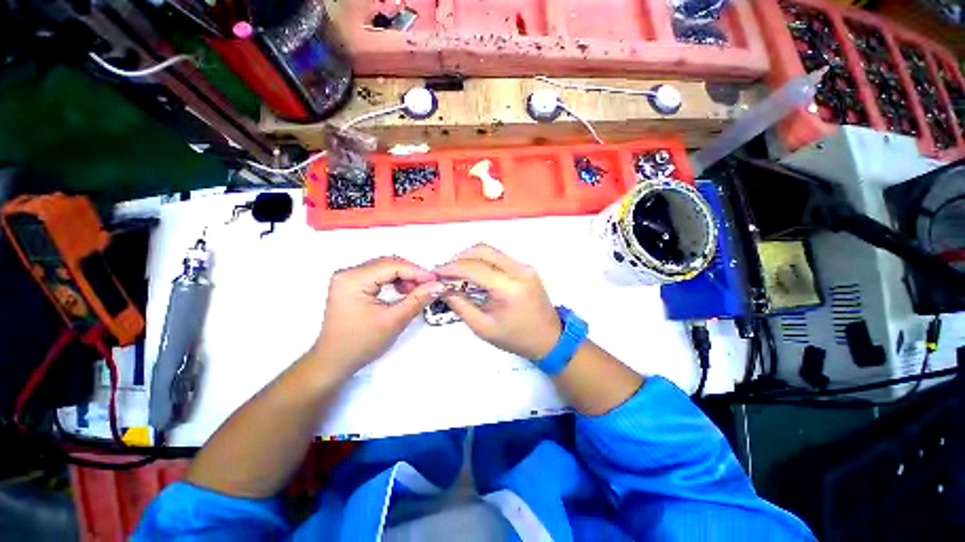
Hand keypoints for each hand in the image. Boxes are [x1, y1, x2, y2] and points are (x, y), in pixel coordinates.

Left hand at [312, 256, 443, 373]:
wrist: (334, 362)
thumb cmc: (361, 343)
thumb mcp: (393, 321)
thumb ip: (417, 300)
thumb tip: (438, 285)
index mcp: (353, 279)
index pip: (391, 266)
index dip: (416, 271)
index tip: (435, 280)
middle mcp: (347, 273)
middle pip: (387, 263)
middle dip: (411, 273)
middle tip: (429, 285)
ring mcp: (347, 278)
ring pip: (384, 268)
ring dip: (403, 276)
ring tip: (417, 290)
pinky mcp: (351, 285)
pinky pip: (378, 275)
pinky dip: (394, 281)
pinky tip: (403, 291)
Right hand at [436, 244, 560, 359]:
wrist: (549, 339)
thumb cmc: (516, 338)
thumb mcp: (483, 328)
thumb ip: (460, 305)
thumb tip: (442, 288)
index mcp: (509, 288)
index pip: (474, 268)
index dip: (451, 268)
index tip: (435, 273)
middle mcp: (519, 270)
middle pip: (483, 250)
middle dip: (459, 257)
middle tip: (445, 272)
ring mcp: (525, 266)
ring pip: (491, 251)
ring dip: (470, 257)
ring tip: (456, 272)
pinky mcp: (526, 267)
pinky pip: (499, 257)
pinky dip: (482, 261)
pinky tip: (474, 273)